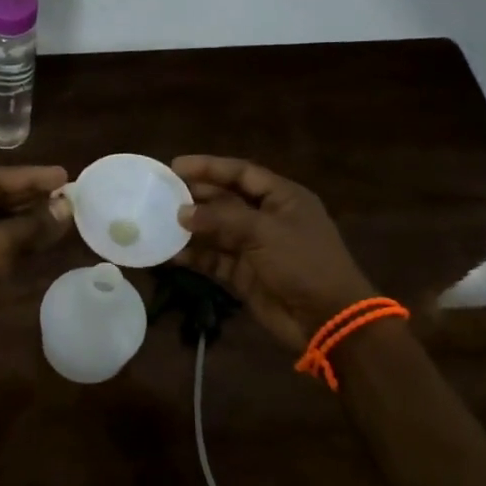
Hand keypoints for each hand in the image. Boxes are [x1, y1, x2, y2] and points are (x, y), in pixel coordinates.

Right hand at [172, 155, 376, 352]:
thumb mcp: (264, 231)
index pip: (241, 173)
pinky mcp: (244, 275)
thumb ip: (221, 218)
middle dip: (195, 197)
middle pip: (226, 200)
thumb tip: (182, 212)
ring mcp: (255, 248)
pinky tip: (170, 254)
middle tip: (161, 195)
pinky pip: (214, 260)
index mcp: (282, 198)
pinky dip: (194, 257)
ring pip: (216, 231)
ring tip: (158, 222)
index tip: (176, 166)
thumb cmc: (303, 263)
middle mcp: (268, 218)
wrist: (327, 319)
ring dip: (190, 228)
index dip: (210, 167)